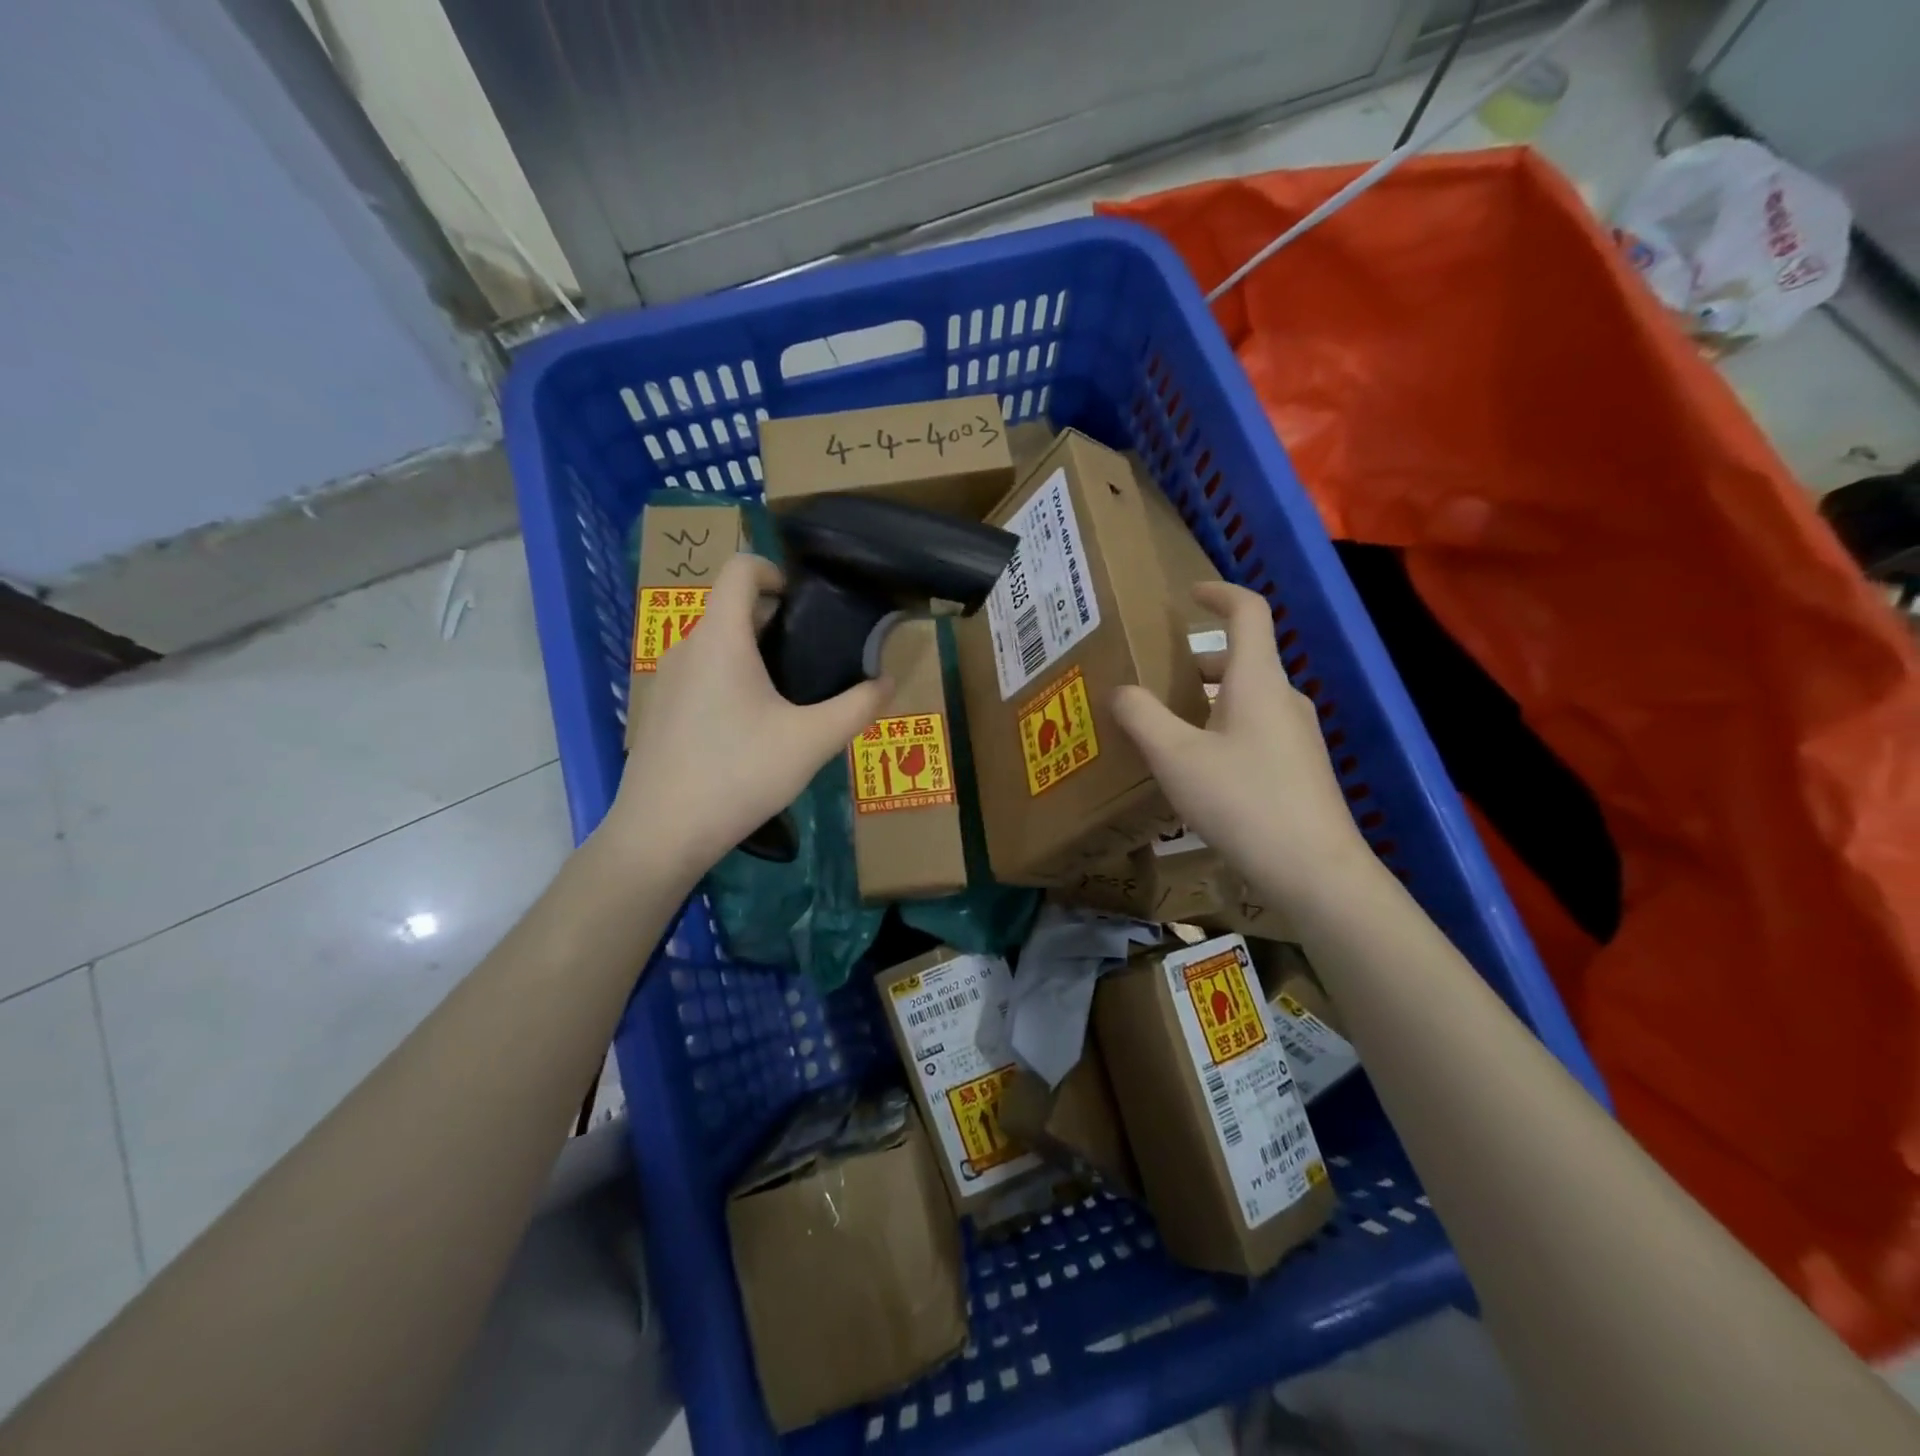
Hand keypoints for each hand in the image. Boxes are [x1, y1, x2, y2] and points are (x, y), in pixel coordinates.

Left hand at [610, 554, 891, 871]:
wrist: (661, 833)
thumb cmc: (739, 774)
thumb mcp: (812, 742)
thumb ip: (857, 707)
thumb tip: (887, 682)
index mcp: (721, 638)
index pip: (740, 568)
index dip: (776, 571)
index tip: (808, 606)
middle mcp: (688, 647)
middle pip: (732, 608)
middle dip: (777, 622)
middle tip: (816, 658)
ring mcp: (667, 680)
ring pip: (717, 645)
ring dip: (756, 655)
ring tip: (791, 697)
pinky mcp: (660, 711)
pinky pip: (702, 675)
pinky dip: (732, 681)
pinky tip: (752, 730)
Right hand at [1111, 582, 1373, 908]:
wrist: (1313, 869)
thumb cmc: (1242, 800)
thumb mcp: (1175, 757)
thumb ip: (1141, 716)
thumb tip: (1119, 690)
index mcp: (1257, 681)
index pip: (1248, 612)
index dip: (1219, 593)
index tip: (1189, 594)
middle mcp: (1283, 698)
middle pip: (1242, 660)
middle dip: (1197, 661)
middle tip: (1156, 677)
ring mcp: (1298, 734)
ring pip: (1247, 699)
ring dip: (1208, 699)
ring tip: (1167, 726)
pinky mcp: (1301, 767)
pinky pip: (1256, 729)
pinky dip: (1223, 728)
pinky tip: (1198, 768)